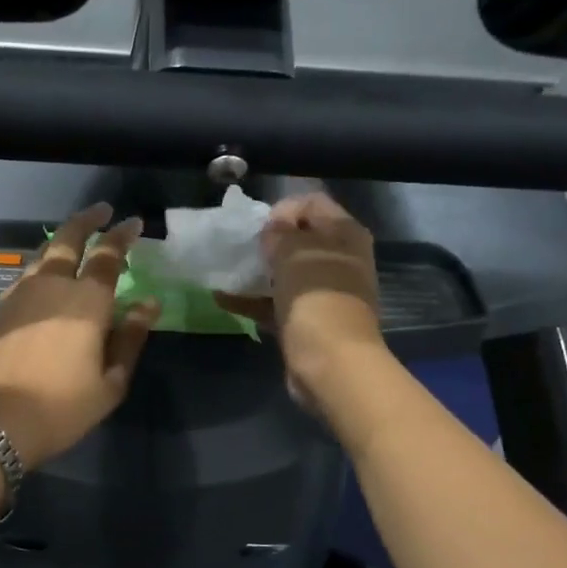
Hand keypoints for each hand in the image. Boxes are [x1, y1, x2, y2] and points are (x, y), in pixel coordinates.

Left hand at [0, 203, 158, 466]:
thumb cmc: (60, 409)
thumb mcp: (110, 383)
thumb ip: (130, 339)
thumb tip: (148, 305)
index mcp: (86, 301)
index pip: (107, 255)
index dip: (122, 235)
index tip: (133, 222)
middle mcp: (50, 287)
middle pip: (67, 239)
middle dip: (86, 220)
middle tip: (101, 211)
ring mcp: (17, 296)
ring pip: (41, 256)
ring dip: (60, 243)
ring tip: (72, 243)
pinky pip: (23, 278)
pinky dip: (39, 270)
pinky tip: (42, 282)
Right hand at [217, 192, 385, 413]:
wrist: (331, 363)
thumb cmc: (315, 297)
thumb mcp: (294, 251)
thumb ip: (280, 232)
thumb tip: (274, 227)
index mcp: (345, 235)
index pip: (313, 204)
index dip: (284, 208)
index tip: (258, 225)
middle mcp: (339, 260)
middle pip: (301, 239)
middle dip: (269, 240)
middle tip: (243, 246)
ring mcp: (323, 293)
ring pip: (287, 273)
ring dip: (259, 271)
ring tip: (228, 268)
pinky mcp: (307, 321)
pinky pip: (275, 303)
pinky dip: (252, 300)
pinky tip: (221, 299)